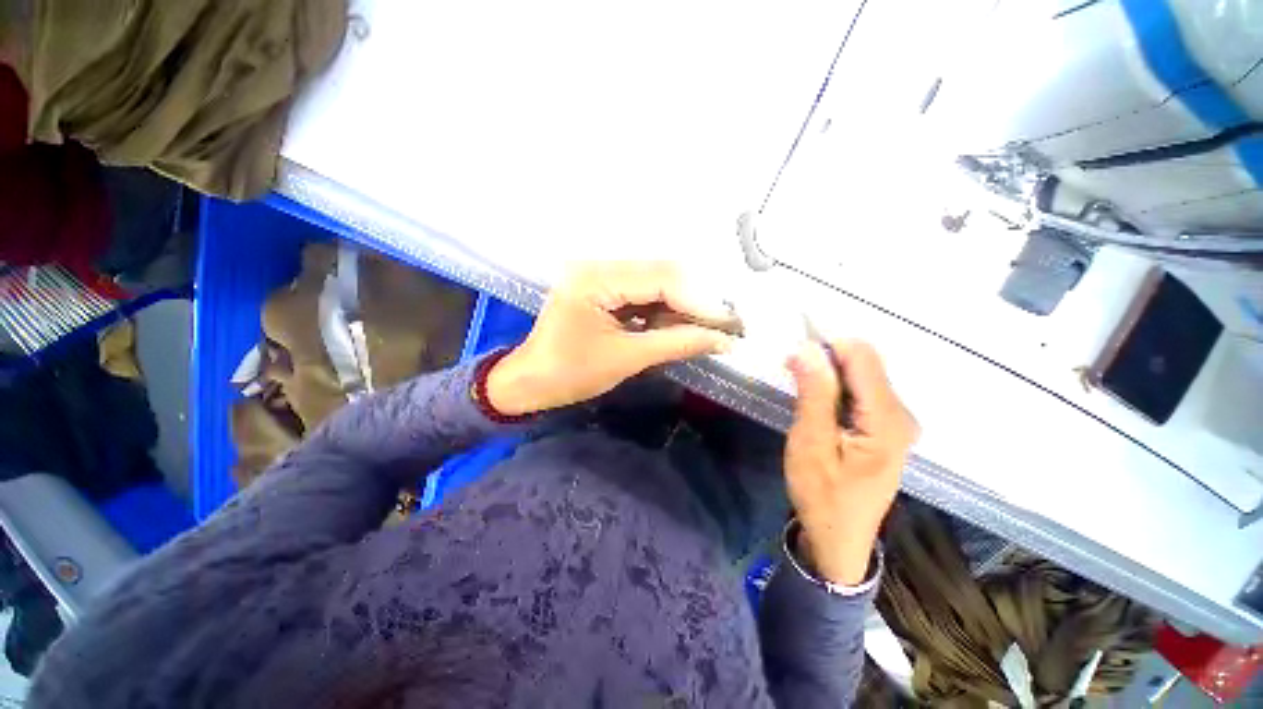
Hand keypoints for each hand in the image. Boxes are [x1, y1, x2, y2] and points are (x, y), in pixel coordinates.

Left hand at [486, 261, 734, 414]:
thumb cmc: (569, 373)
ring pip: (657, 285)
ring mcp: (601, 276)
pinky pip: (644, 295)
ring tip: (711, 330)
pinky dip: (666, 312)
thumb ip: (676, 344)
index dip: (701, 302)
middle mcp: (599, 266)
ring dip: (684, 308)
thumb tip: (723, 340)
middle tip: (727, 326)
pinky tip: (683, 327)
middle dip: (697, 303)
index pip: (661, 280)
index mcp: (596, 278)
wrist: (531, 382)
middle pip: (662, 276)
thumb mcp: (626, 359)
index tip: (732, 324)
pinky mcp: (605, 290)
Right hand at [784, 339, 916, 585]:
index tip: (793, 353)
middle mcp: (901, 414)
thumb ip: (813, 394)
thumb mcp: (811, 443)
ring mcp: (897, 421)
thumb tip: (806, 348)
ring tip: (800, 390)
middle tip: (791, 372)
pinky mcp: (886, 427)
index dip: (827, 345)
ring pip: (860, 376)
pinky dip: (834, 388)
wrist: (838, 538)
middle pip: (864, 364)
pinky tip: (816, 403)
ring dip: (827, 374)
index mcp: (888, 419)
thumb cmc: (822, 495)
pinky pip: (860, 392)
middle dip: (825, 360)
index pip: (862, 357)